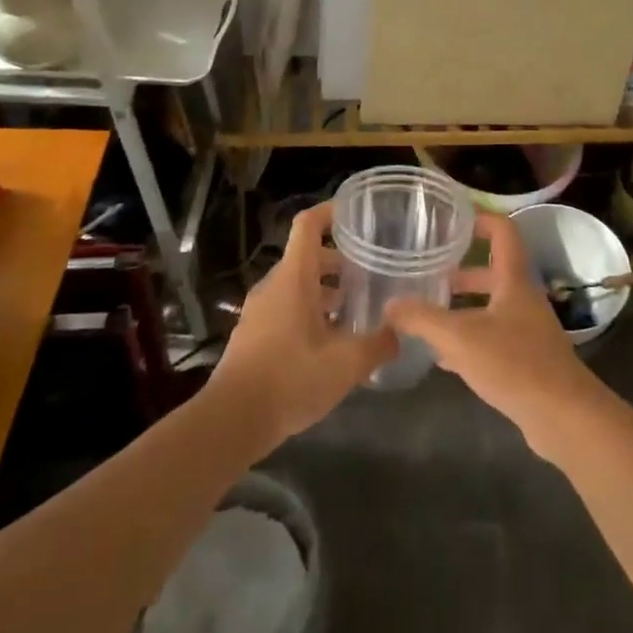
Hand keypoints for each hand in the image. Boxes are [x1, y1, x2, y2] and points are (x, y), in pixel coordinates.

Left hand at [212, 201, 394, 444]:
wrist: (231, 421)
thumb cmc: (291, 379)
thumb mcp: (346, 364)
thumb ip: (378, 344)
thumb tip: (400, 332)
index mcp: (293, 278)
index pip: (308, 225)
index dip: (330, 212)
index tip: (356, 213)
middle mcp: (274, 286)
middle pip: (307, 257)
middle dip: (339, 261)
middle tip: (370, 273)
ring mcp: (259, 311)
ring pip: (297, 286)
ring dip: (325, 291)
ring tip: (356, 310)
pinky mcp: (252, 335)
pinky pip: (285, 309)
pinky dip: (309, 312)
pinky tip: (330, 342)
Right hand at [384, 211, 604, 454]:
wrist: (563, 416)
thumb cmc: (514, 363)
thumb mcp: (460, 338)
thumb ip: (423, 319)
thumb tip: (390, 304)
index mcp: (514, 280)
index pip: (503, 232)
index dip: (480, 220)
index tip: (452, 221)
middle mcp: (523, 299)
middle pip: (492, 272)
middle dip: (461, 272)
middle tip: (428, 273)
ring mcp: (528, 330)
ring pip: (491, 307)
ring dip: (463, 307)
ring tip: (427, 313)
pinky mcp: (527, 361)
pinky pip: (493, 339)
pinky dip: (469, 340)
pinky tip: (443, 357)